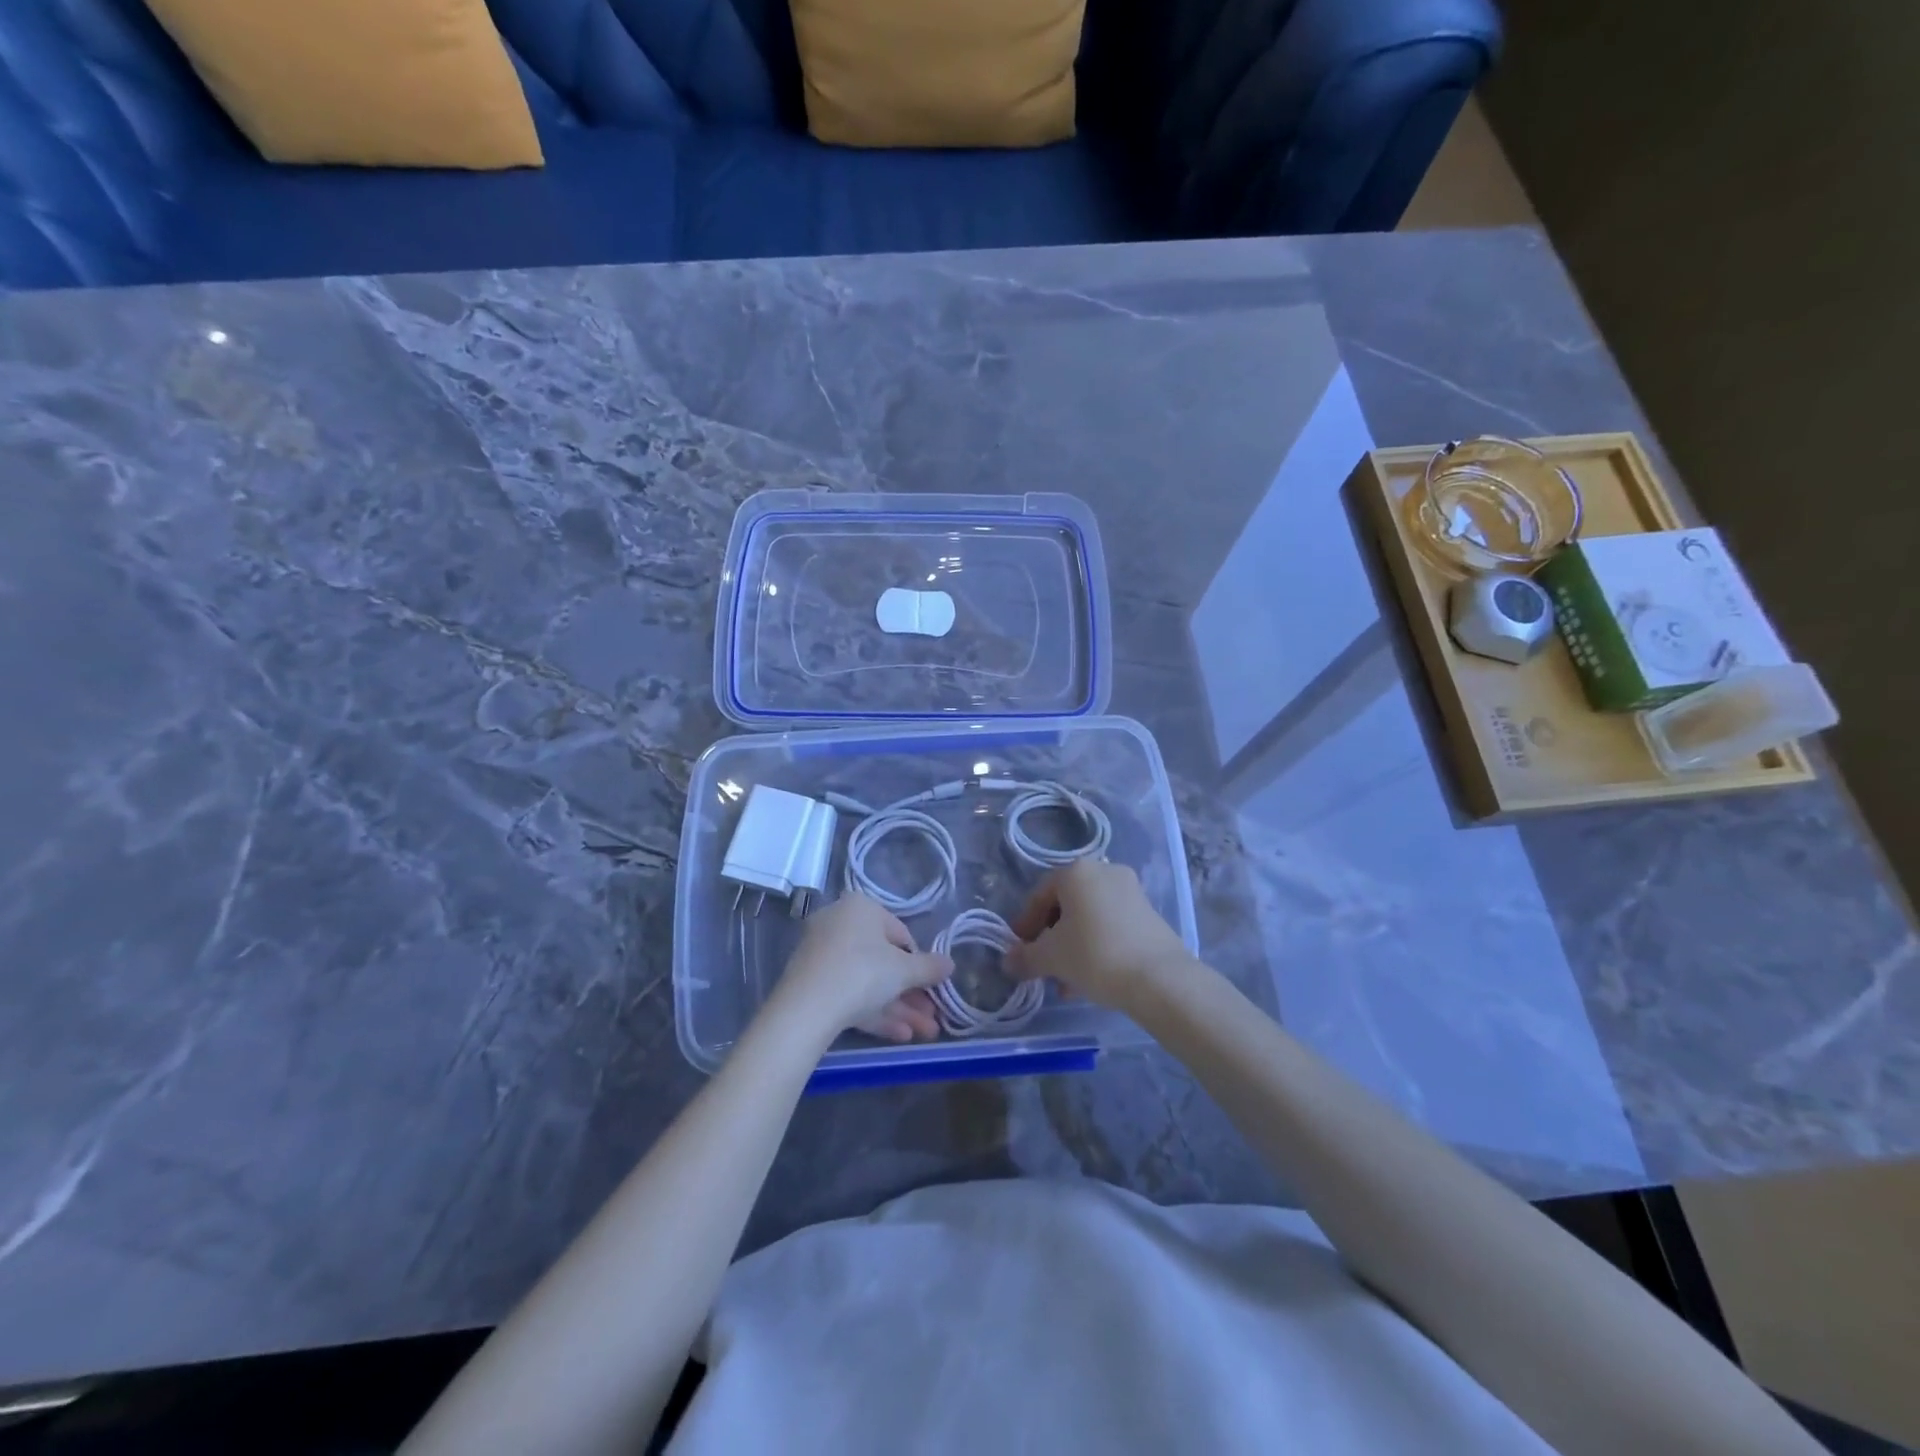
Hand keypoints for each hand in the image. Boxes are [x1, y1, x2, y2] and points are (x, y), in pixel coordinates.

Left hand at [775, 894, 952, 1043]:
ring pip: (868, 982)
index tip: (933, 986)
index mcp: (861, 909)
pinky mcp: (813, 984)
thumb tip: (950, 963)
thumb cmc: (863, 972)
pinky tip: (901, 1035)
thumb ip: (930, 967)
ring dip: (900, 1007)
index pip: (900, 934)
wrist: (807, 1007)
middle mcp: (839, 925)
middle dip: (912, 992)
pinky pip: (850, 994)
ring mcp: (823, 955)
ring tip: (925, 1033)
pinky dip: (875, 1012)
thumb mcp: (904, 970)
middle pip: (884, 962)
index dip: (920, 963)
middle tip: (933, 1017)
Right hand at [1007, 860, 1197, 1013]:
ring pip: (1089, 918)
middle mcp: (1104, 872)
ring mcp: (1131, 891)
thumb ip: (1025, 957)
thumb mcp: (1051, 958)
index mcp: (1076, 871)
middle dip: (1050, 939)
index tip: (1019, 951)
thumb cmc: (1095, 956)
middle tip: (1042, 967)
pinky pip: (1110, 926)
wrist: (1160, 979)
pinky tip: (1090, 979)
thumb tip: (1008, 961)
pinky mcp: (1149, 914)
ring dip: (1072, 947)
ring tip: (1065, 983)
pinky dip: (1096, 946)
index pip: (1039, 895)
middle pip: (1065, 905)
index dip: (1024, 925)